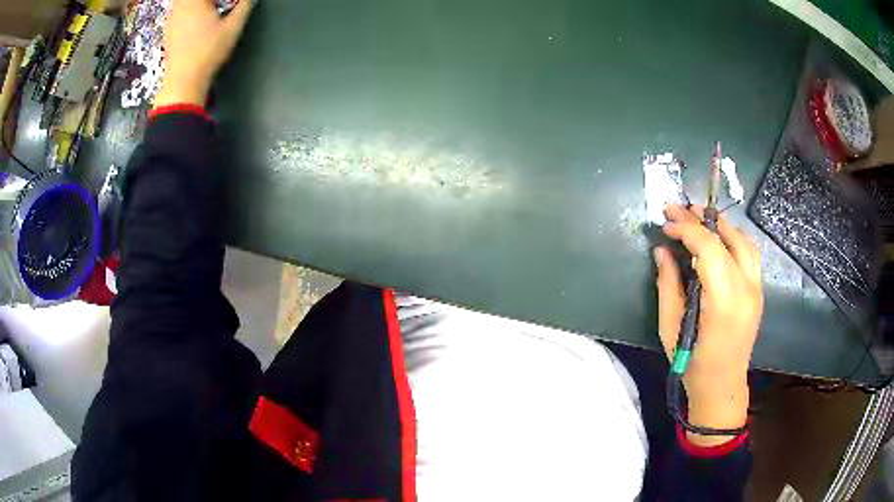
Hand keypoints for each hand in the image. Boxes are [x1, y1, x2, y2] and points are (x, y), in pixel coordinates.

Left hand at [154, 0, 254, 107]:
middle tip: (218, 5)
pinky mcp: (168, 32)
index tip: (231, 2)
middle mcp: (180, 7)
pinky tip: (196, 20)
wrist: (183, 81)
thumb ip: (244, 6)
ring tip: (210, 9)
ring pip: (181, 3)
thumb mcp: (233, 26)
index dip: (222, 0)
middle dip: (207, 1)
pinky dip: (187, 11)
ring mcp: (171, 20)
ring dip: (196, 4)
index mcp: (195, 1)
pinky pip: (177, 12)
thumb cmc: (208, 52)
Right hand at [654, 204, 762, 445]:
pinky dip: (734, 238)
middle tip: (676, 209)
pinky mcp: (758, 291)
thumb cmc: (691, 364)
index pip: (709, 246)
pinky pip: (750, 253)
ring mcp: (756, 288)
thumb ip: (668, 284)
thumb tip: (663, 250)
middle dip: (700, 219)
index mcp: (724, 300)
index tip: (665, 224)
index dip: (685, 229)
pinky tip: (719, 238)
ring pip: (743, 240)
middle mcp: (746, 288)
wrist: (722, 386)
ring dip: (720, 224)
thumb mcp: (671, 327)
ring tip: (698, 216)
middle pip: (726, 238)